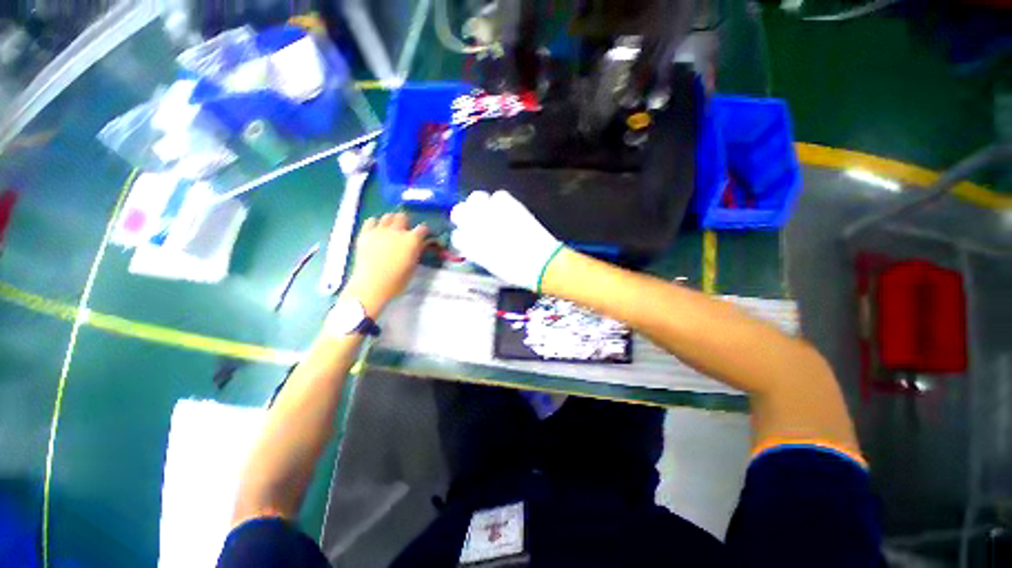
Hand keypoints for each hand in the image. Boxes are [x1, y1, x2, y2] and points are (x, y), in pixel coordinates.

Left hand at [342, 213, 427, 317]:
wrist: (371, 285)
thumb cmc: (396, 281)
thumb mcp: (412, 267)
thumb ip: (417, 252)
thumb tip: (421, 244)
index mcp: (412, 240)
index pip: (422, 228)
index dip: (424, 232)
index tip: (423, 236)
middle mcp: (397, 231)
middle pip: (403, 217)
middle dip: (406, 223)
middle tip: (405, 232)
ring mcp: (379, 231)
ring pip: (387, 216)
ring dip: (391, 221)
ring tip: (391, 230)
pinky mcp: (365, 234)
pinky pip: (371, 220)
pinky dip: (375, 224)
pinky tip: (377, 231)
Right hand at [451, 190, 563, 291]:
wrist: (540, 263)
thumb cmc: (516, 271)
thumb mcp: (492, 266)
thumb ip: (479, 252)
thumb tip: (473, 244)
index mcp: (472, 245)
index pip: (457, 235)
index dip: (462, 236)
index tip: (468, 238)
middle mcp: (477, 226)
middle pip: (459, 211)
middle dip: (463, 214)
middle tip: (473, 220)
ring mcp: (492, 213)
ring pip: (476, 198)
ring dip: (479, 204)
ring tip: (488, 211)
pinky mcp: (510, 206)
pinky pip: (499, 195)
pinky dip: (499, 201)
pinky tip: (505, 210)